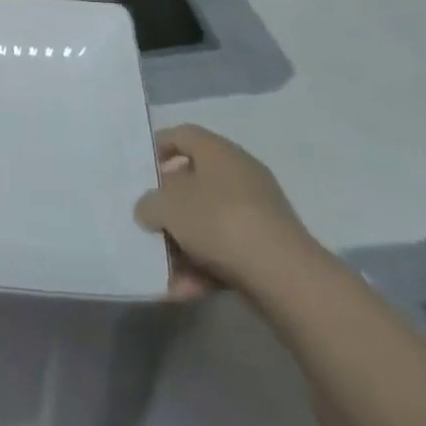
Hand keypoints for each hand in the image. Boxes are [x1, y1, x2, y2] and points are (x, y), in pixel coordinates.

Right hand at [134, 126, 315, 299]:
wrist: (285, 276)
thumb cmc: (219, 221)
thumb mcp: (167, 207)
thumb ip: (149, 204)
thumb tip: (149, 209)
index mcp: (218, 152)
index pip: (183, 135)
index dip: (158, 147)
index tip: (141, 171)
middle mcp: (240, 174)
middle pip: (194, 182)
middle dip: (169, 205)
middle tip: (148, 220)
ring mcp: (257, 212)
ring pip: (209, 221)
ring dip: (183, 244)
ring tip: (162, 269)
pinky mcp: (268, 248)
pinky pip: (226, 250)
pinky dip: (204, 267)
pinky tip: (184, 290)